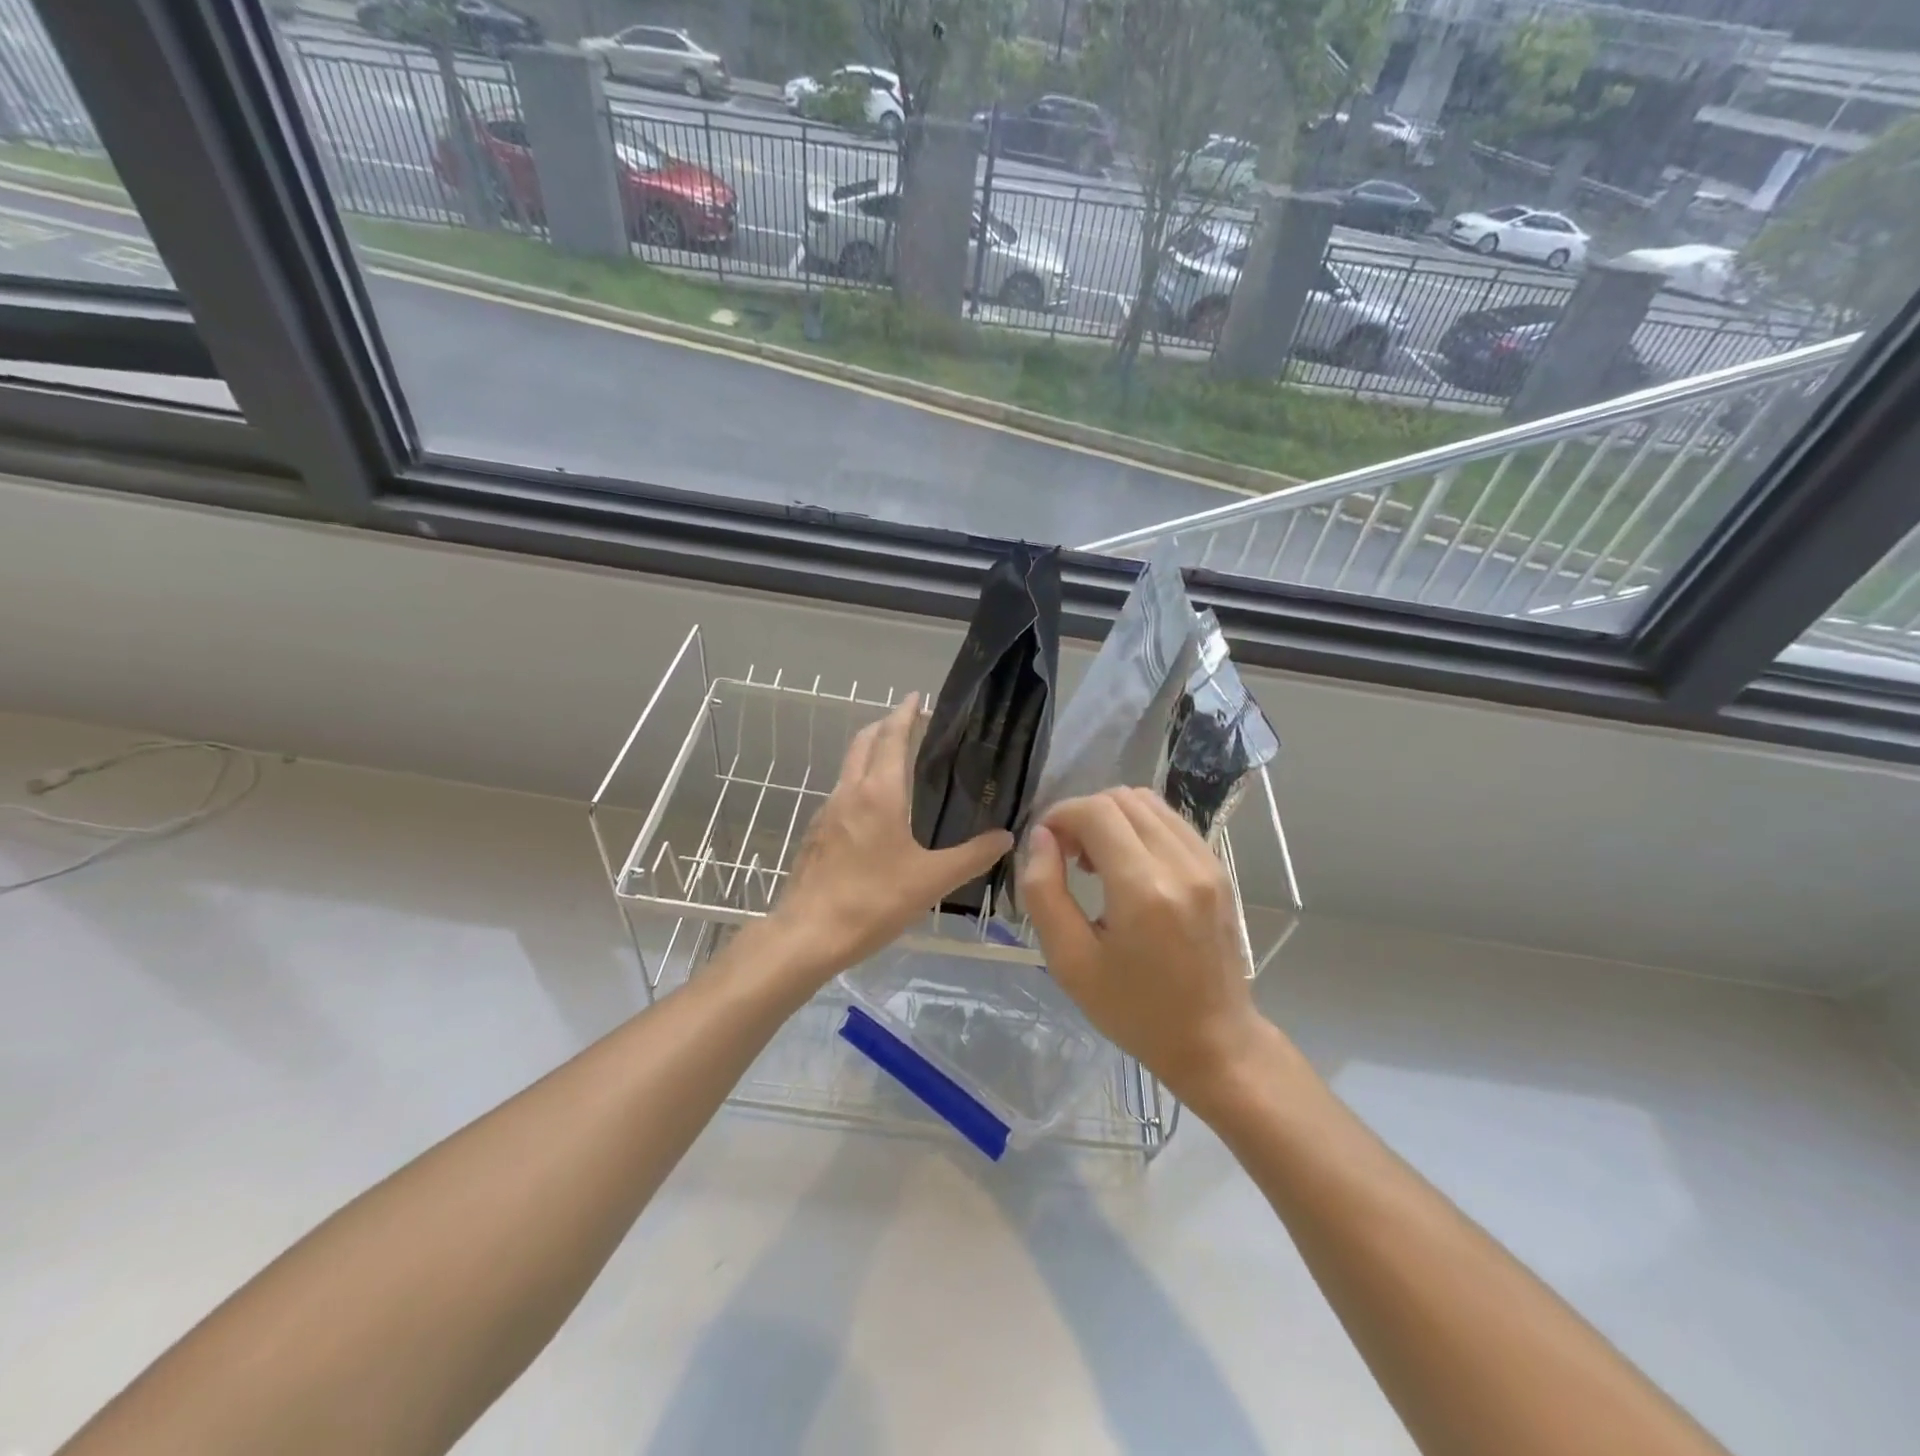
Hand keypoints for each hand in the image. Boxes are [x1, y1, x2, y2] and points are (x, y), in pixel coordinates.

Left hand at [771, 694, 1012, 979]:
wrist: (808, 934)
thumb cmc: (873, 900)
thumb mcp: (932, 880)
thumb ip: (972, 856)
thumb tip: (1006, 837)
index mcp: (879, 793)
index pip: (892, 737)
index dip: (905, 714)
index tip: (917, 698)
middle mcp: (849, 792)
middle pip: (864, 742)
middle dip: (885, 725)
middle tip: (910, 724)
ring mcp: (827, 812)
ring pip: (849, 767)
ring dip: (870, 753)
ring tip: (895, 761)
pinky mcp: (816, 834)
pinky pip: (841, 792)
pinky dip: (859, 781)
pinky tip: (873, 809)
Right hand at [1019, 787, 1272, 1108]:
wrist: (1213, 1040)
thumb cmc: (1133, 1010)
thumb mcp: (1069, 961)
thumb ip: (1044, 891)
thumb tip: (1041, 838)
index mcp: (1143, 890)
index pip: (1096, 812)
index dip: (1060, 815)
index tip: (1045, 845)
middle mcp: (1181, 864)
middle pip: (1122, 798)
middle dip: (1083, 814)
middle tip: (1067, 856)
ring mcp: (1207, 863)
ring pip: (1149, 802)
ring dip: (1112, 817)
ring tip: (1096, 860)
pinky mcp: (1219, 869)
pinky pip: (1171, 822)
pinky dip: (1140, 827)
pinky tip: (1128, 866)